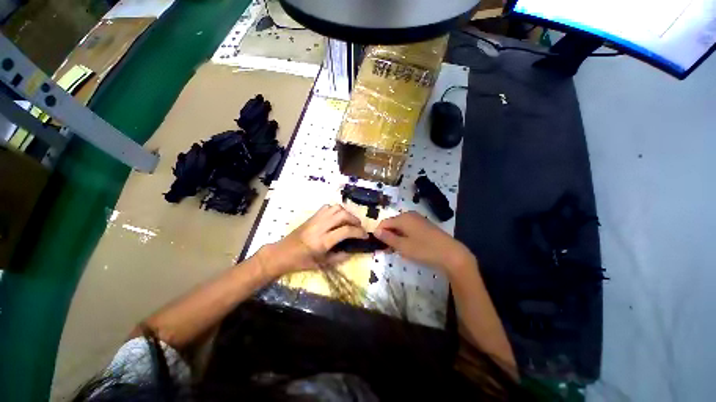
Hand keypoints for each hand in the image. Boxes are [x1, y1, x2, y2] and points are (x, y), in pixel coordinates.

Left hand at [258, 204, 367, 276]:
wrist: (282, 253)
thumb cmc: (301, 262)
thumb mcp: (322, 264)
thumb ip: (339, 257)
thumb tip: (353, 250)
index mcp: (322, 241)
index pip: (346, 231)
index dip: (359, 232)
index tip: (365, 236)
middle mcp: (319, 227)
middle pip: (342, 215)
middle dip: (355, 219)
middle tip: (359, 227)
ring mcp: (315, 219)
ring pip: (336, 208)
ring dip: (346, 213)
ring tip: (350, 221)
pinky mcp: (312, 216)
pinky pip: (327, 207)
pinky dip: (336, 210)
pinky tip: (337, 218)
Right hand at [375, 211, 474, 275]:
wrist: (451, 253)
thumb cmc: (424, 250)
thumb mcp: (403, 246)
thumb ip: (388, 238)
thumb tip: (375, 231)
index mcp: (403, 218)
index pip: (384, 223)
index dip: (379, 233)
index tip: (380, 246)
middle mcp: (409, 215)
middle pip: (392, 223)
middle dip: (388, 235)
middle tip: (389, 250)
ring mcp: (418, 219)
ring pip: (400, 226)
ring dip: (397, 237)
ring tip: (399, 250)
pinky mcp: (424, 224)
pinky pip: (409, 228)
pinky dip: (405, 236)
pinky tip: (409, 246)